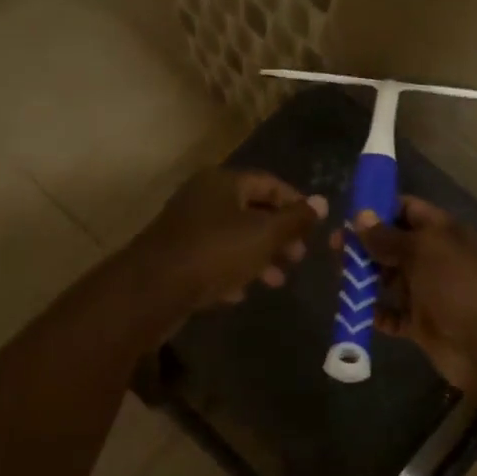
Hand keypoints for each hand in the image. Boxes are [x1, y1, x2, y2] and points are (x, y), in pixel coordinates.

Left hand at [131, 168, 327, 313]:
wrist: (153, 289)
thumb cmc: (215, 252)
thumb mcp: (264, 235)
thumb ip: (295, 219)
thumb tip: (323, 201)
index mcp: (223, 182)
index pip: (269, 183)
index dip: (296, 203)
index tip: (315, 227)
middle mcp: (203, 196)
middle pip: (251, 209)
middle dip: (279, 234)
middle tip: (298, 257)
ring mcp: (186, 226)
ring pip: (233, 236)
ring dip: (258, 256)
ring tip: (277, 281)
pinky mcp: (175, 255)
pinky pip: (212, 257)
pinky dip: (231, 271)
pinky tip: (241, 293)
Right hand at [346, 196, 476, 395]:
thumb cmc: (459, 286)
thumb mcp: (424, 251)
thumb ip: (389, 235)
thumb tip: (360, 215)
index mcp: (443, 232)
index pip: (408, 210)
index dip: (380, 209)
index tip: (349, 215)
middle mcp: (436, 258)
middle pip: (394, 244)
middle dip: (365, 246)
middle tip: (335, 250)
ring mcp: (429, 292)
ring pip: (390, 279)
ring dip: (366, 279)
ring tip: (341, 280)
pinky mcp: (422, 324)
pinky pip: (393, 314)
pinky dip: (376, 313)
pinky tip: (357, 311)